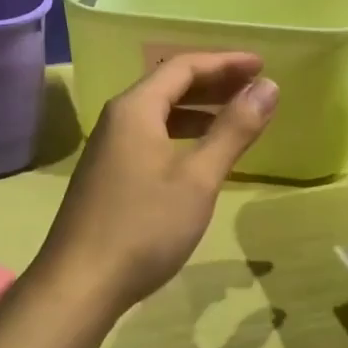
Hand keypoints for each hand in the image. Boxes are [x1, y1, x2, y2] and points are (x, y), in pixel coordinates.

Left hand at [38, 52, 279, 313]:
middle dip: (214, 82)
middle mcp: (118, 118)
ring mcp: (108, 147)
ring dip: (198, 109)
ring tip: (236, 116)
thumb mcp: (198, 178)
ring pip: (159, 112)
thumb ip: (234, 130)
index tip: (262, 65)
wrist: (79, 285)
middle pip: (169, 85)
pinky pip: (150, 135)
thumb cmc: (144, 227)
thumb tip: (269, 86)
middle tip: (255, 86)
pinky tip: (199, 153)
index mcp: (135, 108)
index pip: (184, 66)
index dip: (225, 62)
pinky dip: (181, 133)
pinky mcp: (108, 173)